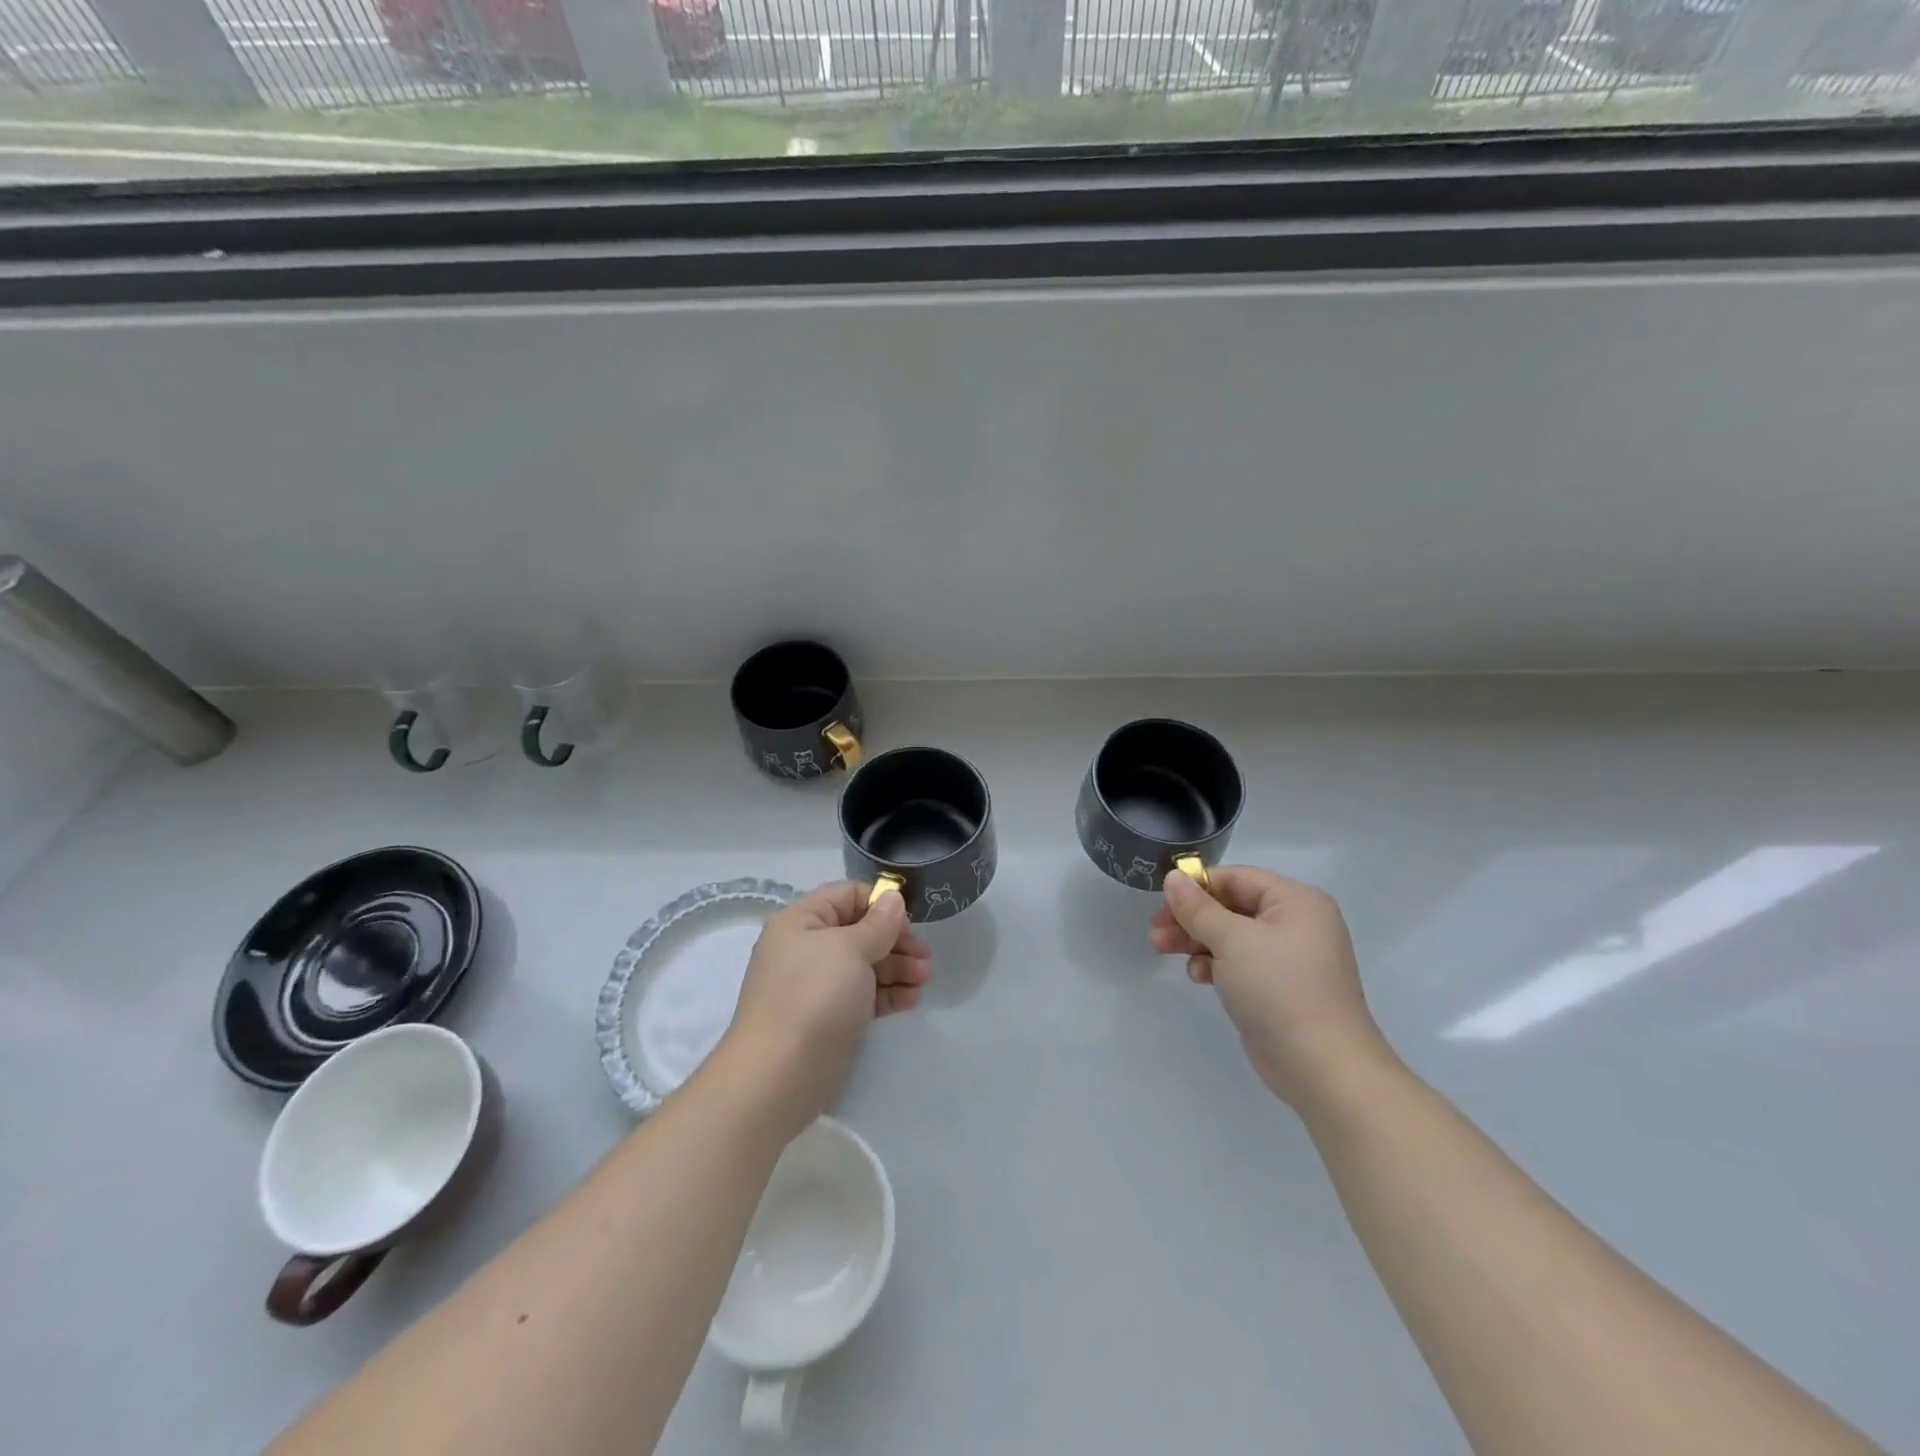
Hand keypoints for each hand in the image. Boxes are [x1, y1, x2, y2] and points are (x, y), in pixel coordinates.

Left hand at [712, 882, 930, 1144]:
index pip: (847, 896)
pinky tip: (912, 1000)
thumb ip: (877, 924)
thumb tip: (893, 898)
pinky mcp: (830, 1017)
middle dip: (896, 941)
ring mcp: (818, 985)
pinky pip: (863, 995)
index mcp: (802, 921)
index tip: (911, 921)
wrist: (779, 1075)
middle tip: (926, 957)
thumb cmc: (814, 997)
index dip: (881, 904)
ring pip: (865, 965)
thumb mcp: (850, 950)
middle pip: (860, 931)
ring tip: (925, 979)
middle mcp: (807, 948)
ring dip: (898, 968)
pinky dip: (888, 994)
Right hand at [1150, 866, 1390, 1107]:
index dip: (1197, 885)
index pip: (1237, 878)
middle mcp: (1296, 923)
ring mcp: (1288, 957)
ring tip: (1160, 948)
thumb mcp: (1232, 940)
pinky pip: (1240, 963)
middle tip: (1155, 928)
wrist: (1322, 1067)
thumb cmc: (1278, 988)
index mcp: (1296, 901)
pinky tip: (1198, 977)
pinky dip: (1215, 965)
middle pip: (1231, 907)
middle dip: (1191, 917)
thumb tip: (1172, 877)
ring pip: (1231, 936)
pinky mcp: (1278, 987)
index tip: (1161, 899)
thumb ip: (1198, 908)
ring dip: (1196, 941)